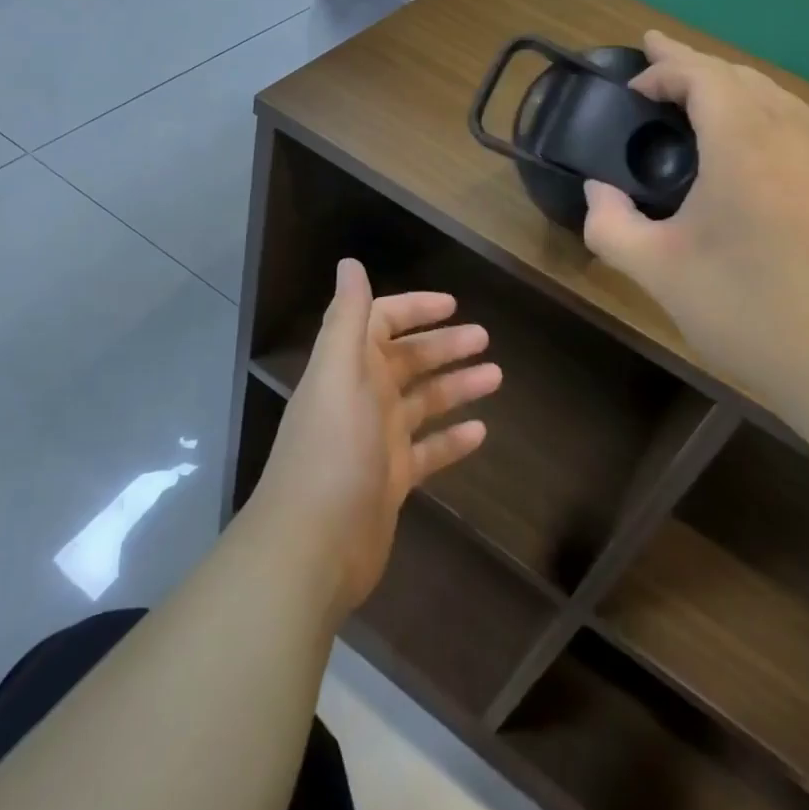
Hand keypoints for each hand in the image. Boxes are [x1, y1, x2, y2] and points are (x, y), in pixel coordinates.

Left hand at [252, 259, 501, 617]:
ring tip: (496, 377)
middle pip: (408, 361)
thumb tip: (349, 262)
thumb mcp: (339, 375)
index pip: (382, 323)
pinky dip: (452, 439)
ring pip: (424, 402)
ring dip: (456, 386)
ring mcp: (377, 441)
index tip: (454, 305)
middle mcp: (362, 397)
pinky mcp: (391, 480)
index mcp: (348, 368)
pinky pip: (428, 450)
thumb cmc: (332, 450)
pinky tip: (482, 432)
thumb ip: (348, 319)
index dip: (414, 309)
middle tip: (486, 340)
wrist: (312, 547)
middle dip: (445, 347)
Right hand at [582, 31, 808, 389]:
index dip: (664, 68)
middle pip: (740, 75)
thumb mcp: (659, 272)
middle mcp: (794, 133)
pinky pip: (801, 125)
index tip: (633, 86)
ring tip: (699, 98)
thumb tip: (597, 192)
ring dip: (732, 87)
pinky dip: (764, 115)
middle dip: (694, 65)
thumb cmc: (750, 311)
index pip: (702, 74)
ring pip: (776, 96)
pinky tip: (753, 147)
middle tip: (658, 63)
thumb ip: (610, 225)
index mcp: (744, 143)